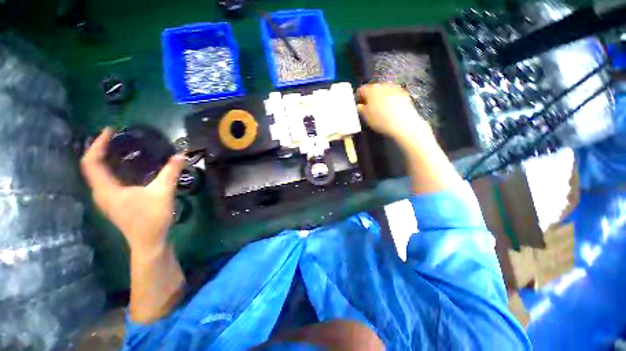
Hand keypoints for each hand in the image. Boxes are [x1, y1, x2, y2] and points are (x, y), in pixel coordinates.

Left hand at [81, 128, 184, 254]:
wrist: (149, 242)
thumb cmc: (152, 218)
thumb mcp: (163, 192)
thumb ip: (171, 172)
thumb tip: (181, 154)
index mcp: (106, 189)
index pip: (92, 162)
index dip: (98, 144)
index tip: (110, 131)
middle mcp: (100, 193)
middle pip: (92, 166)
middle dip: (100, 149)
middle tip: (116, 137)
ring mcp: (106, 199)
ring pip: (98, 174)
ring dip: (105, 159)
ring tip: (120, 148)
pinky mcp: (114, 202)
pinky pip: (106, 180)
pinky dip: (112, 169)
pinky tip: (126, 167)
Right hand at [357, 83, 433, 144]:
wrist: (403, 123)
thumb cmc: (380, 120)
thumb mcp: (366, 117)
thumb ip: (360, 109)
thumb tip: (359, 105)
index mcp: (370, 90)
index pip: (361, 89)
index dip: (358, 97)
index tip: (359, 105)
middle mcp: (382, 85)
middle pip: (373, 88)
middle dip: (370, 96)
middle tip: (369, 106)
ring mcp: (394, 87)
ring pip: (383, 90)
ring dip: (380, 96)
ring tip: (380, 107)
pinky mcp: (403, 92)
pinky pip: (393, 93)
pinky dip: (389, 98)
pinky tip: (391, 107)